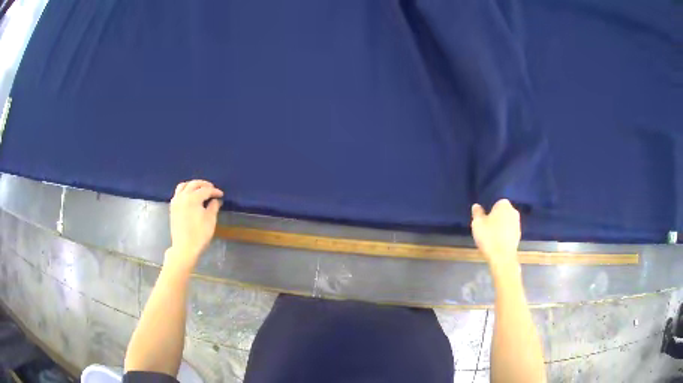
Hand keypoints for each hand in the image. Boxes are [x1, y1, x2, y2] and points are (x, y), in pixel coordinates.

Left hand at [166, 180, 223, 271]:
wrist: (184, 248)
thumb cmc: (199, 234)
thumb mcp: (210, 220)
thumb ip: (214, 206)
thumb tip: (216, 200)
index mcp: (192, 198)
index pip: (206, 190)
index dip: (215, 191)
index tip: (221, 195)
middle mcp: (182, 196)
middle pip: (194, 184)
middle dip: (204, 185)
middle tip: (212, 189)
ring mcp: (176, 201)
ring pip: (183, 186)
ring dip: (193, 185)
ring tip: (200, 189)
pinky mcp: (172, 207)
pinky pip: (178, 193)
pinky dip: (185, 190)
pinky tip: (190, 196)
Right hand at [471, 199, 520, 266]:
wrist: (502, 257)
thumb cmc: (489, 237)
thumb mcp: (477, 223)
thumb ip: (477, 213)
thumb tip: (476, 206)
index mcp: (504, 205)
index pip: (496, 204)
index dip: (489, 212)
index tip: (484, 221)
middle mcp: (514, 212)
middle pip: (502, 213)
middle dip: (496, 219)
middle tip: (486, 229)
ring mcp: (518, 224)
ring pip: (507, 223)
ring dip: (501, 228)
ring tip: (491, 238)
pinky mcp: (519, 236)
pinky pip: (509, 233)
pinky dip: (504, 236)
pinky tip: (497, 244)